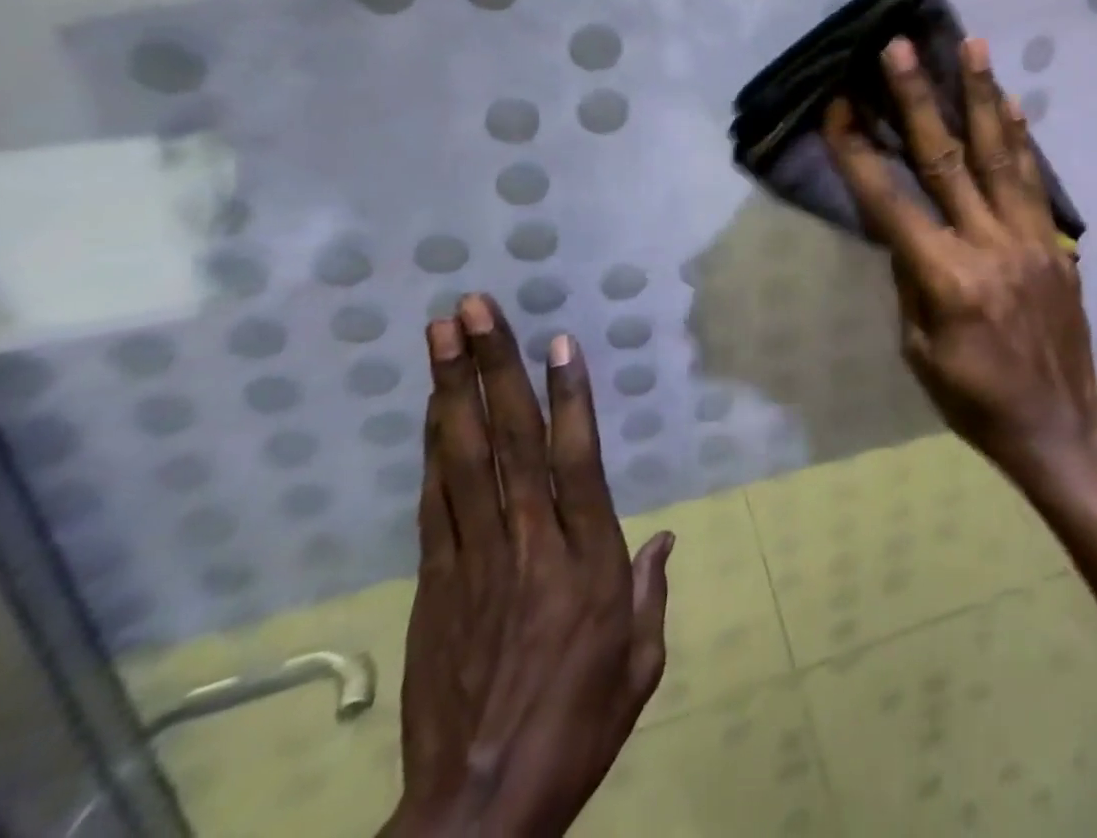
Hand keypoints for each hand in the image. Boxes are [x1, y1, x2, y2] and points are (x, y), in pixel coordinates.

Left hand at [383, 295, 672, 837]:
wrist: (477, 809)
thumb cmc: (577, 729)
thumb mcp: (640, 665)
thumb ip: (651, 594)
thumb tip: (665, 541)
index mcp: (587, 562)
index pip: (576, 461)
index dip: (568, 396)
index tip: (557, 340)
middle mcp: (529, 545)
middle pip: (510, 441)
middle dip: (492, 367)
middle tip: (473, 309)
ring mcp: (474, 560)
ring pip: (462, 459)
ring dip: (452, 390)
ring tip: (441, 334)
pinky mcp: (435, 583)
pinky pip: (434, 502)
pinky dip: (432, 449)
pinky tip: (431, 409)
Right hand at [821, 36, 1096, 479]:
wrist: (1059, 423)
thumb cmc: (975, 399)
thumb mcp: (919, 351)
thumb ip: (909, 281)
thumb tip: (903, 228)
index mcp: (945, 280)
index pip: (890, 203)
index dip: (860, 154)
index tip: (838, 107)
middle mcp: (988, 246)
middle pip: (947, 160)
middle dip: (919, 99)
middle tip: (901, 47)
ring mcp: (1028, 239)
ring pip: (1001, 155)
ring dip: (983, 95)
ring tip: (972, 44)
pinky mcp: (1054, 242)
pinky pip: (1035, 181)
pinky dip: (1022, 137)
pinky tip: (1012, 100)